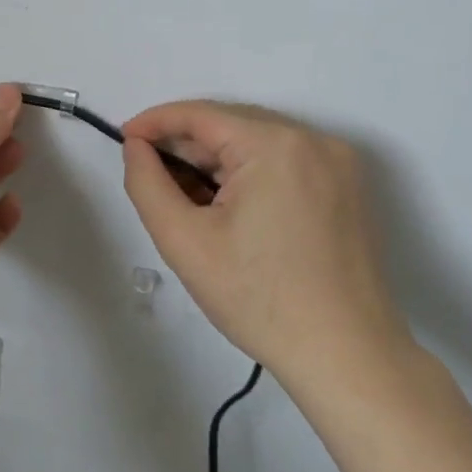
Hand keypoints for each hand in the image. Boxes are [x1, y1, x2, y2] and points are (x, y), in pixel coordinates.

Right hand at [120, 101, 411, 388]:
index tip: (123, 139)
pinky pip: (284, 162)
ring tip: (185, 198)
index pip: (200, 115)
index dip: (154, 122)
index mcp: (275, 145)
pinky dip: (248, 174)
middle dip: (185, 145)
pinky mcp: (348, 187)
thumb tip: (136, 147)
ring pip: (256, 143)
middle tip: (149, 174)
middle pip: (231, 125)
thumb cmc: (257, 298)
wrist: (346, 357)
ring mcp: (338, 163)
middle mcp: (314, 140)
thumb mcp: (183, 240)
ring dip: (215, 161)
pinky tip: (226, 207)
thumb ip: (146, 183)